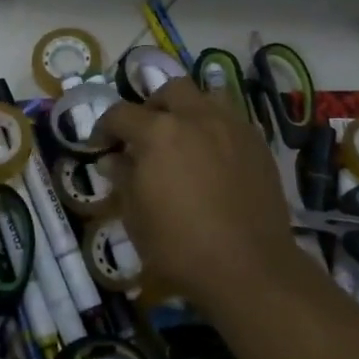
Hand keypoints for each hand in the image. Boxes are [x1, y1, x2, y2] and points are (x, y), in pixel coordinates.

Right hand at [94, 78, 295, 311]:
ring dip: (189, 110)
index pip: (121, 113)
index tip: (101, 144)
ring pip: (207, 97)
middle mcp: (195, 117)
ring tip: (184, 137)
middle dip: (153, 106)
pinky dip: (216, 130)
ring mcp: (231, 127)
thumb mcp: (136, 216)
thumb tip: (113, 159)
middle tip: (146, 134)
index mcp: (158, 132)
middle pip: (170, 90)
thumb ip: (123, 178)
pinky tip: (213, 158)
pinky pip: (232, 121)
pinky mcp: (257, 144)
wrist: (248, 267)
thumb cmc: (180, 246)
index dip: (105, 127)